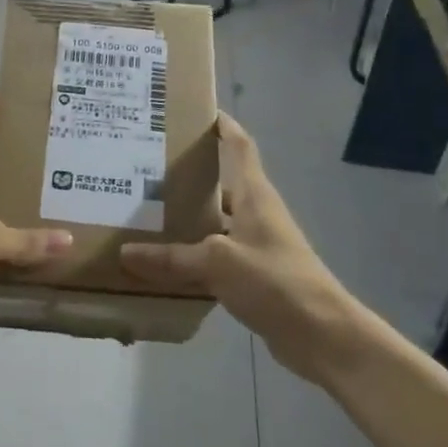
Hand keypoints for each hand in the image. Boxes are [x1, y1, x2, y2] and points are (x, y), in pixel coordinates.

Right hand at [120, 113, 351, 381]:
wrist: (322, 335)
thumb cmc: (275, 281)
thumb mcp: (218, 262)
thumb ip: (172, 257)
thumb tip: (125, 252)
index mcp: (254, 196)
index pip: (239, 146)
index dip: (222, 126)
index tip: (194, 111)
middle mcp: (255, 214)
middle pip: (219, 185)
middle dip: (186, 176)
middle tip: (142, 168)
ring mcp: (254, 246)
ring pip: (213, 223)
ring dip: (184, 219)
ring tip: (140, 212)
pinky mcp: (251, 276)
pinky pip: (212, 257)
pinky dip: (189, 256)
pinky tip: (161, 262)